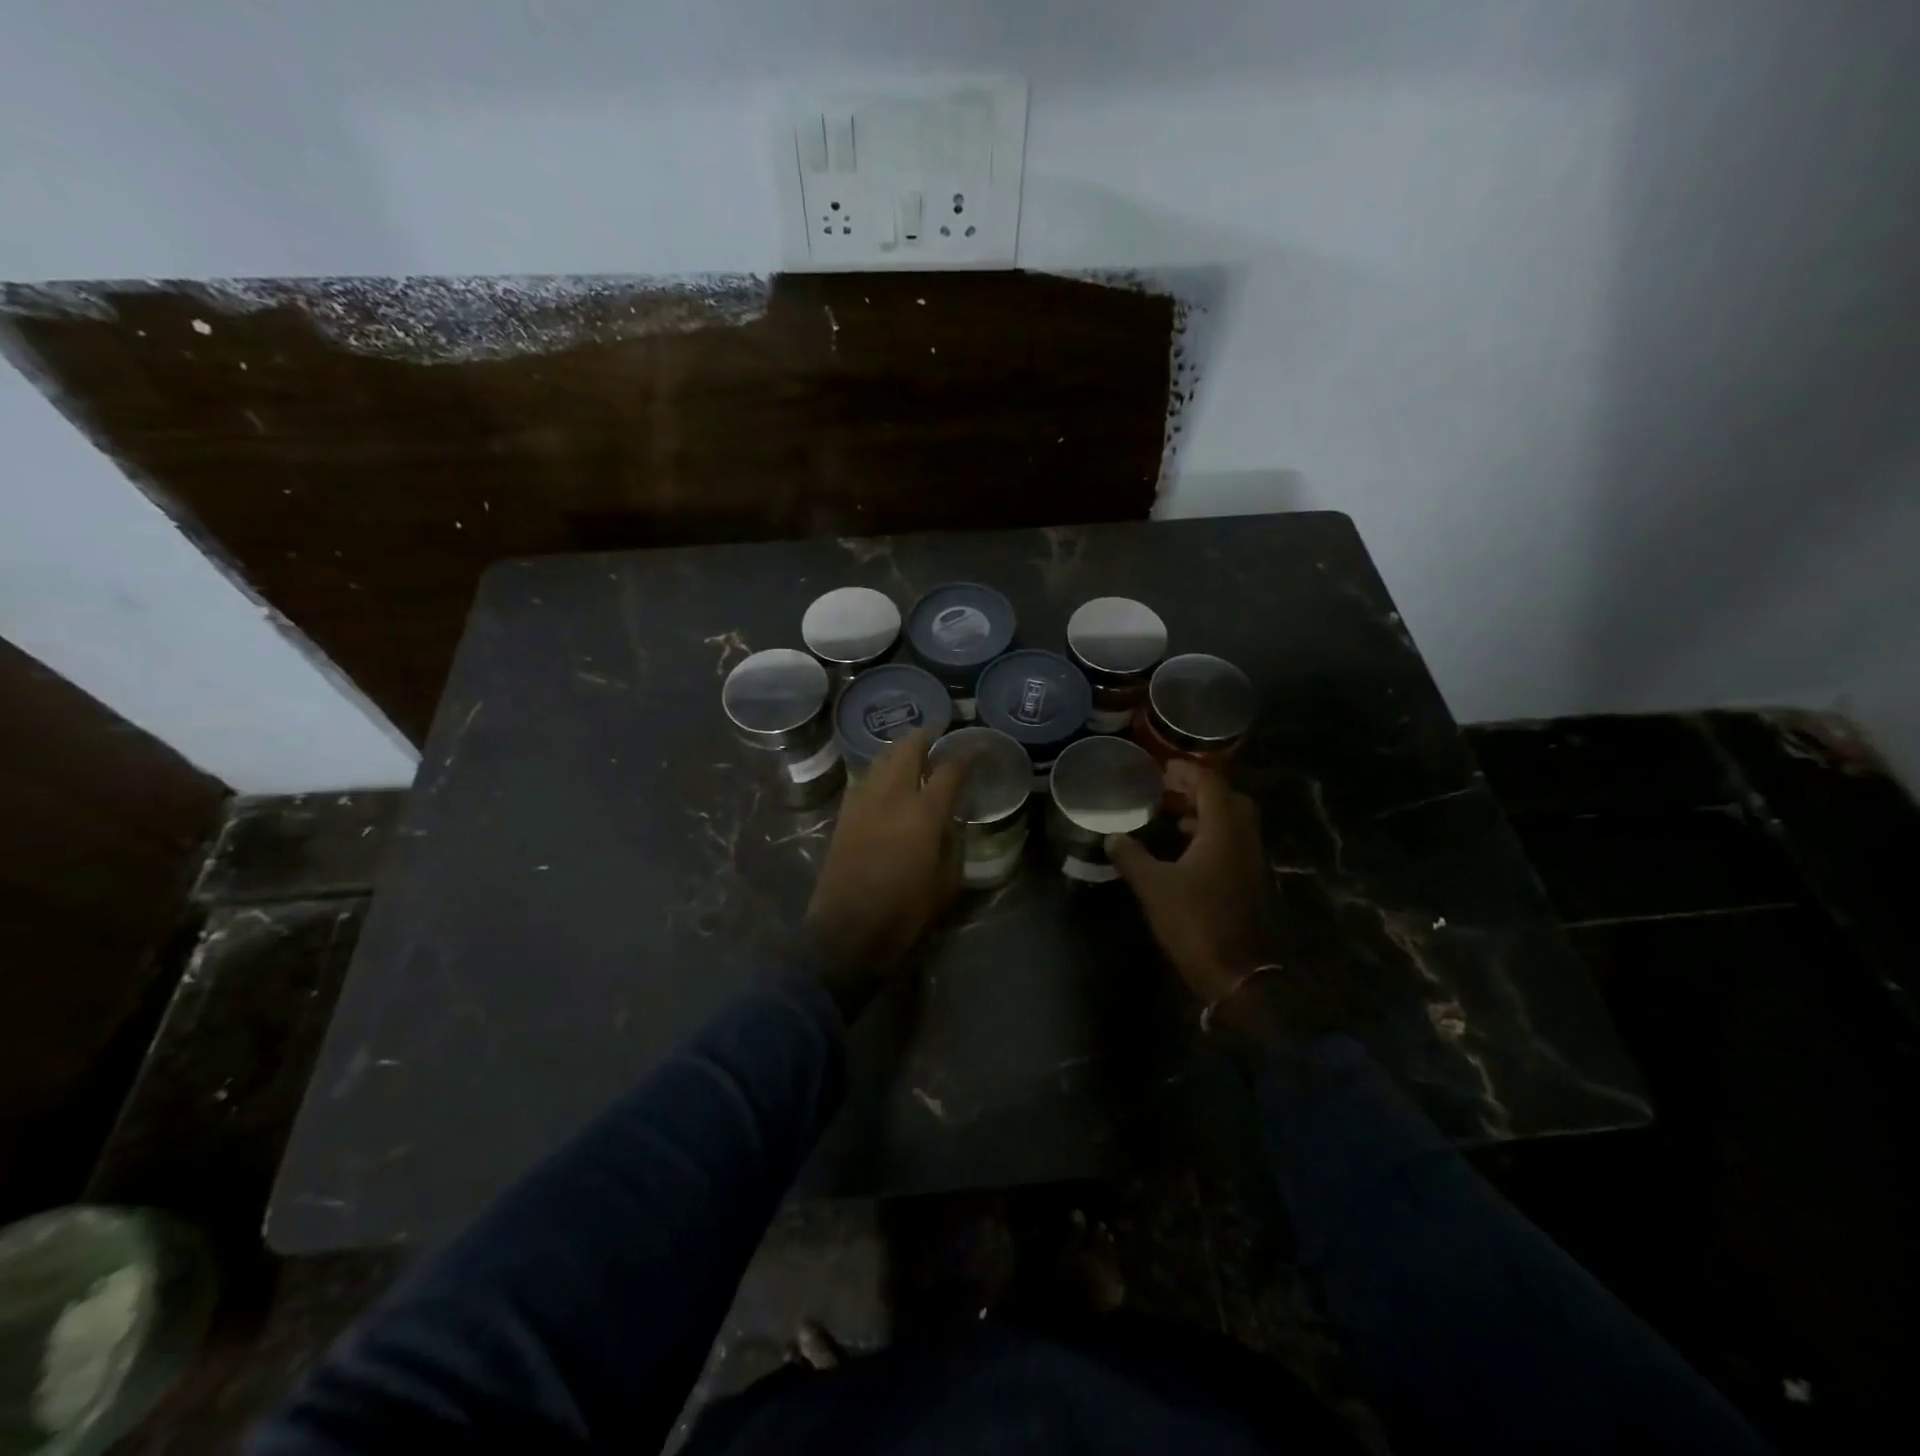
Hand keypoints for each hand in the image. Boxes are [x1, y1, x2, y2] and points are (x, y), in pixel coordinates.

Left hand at [805, 730, 970, 1014]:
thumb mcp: (947, 882)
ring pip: (881, 759)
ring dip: (899, 750)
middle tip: (938, 734)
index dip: (964, 756)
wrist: (848, 932)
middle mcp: (892, 797)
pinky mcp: (844, 814)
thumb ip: (953, 842)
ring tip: (913, 751)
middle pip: (908, 749)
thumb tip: (951, 820)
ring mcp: (863, 802)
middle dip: (925, 736)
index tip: (974, 750)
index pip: (949, 769)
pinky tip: (887, 778)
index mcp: (924, 814)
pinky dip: (879, 770)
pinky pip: (864, 778)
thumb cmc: (905, 912)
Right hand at [1106, 762, 1281, 1019]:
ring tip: (1174, 816)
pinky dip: (1212, 835)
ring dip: (1207, 813)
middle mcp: (1244, 839)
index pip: (1211, 785)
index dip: (1188, 772)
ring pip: (1233, 822)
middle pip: (1228, 799)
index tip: (1163, 768)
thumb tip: (1113, 837)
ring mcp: (1251, 861)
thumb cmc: (1196, 922)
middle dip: (1200, 789)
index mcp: (1224, 831)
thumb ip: (1132, 857)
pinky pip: (1234, 843)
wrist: (1238, 974)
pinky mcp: (1250, 881)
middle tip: (1170, 790)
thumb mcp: (1154, 887)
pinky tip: (1187, 850)